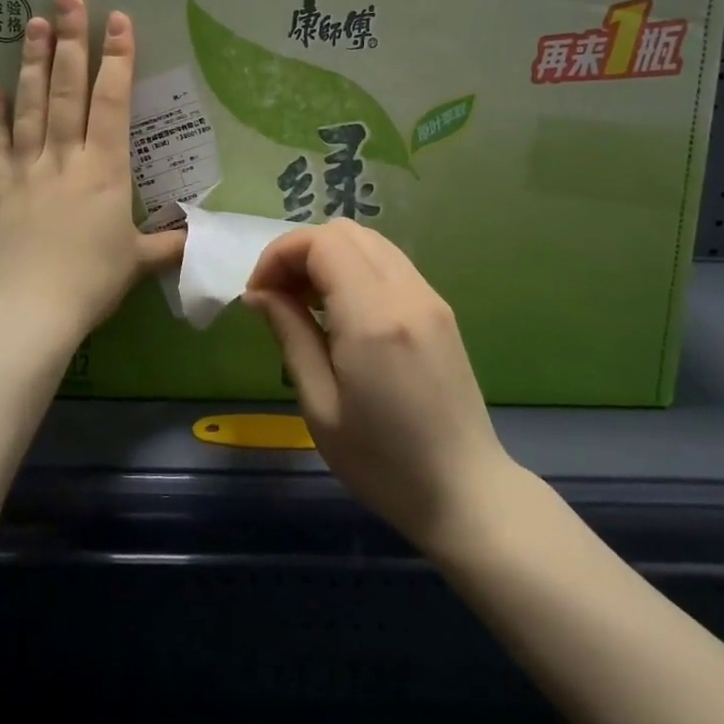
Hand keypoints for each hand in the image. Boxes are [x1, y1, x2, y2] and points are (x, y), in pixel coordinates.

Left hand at [0, 0, 183, 349]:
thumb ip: (169, 243)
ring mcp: (25, 170)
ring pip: (30, 107)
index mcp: (104, 170)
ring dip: (32, 63)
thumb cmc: (91, 283)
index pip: (111, 103)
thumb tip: (200, 235)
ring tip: (32, 24)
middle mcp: (64, 158)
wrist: (30, 312)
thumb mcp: (138, 262)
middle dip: (70, 42)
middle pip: (67, 91)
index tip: (116, 21)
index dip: (116, 59)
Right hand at [244, 219, 516, 553]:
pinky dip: (356, 269)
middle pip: (346, 232)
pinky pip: (390, 264)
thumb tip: (259, 293)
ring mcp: (430, 297)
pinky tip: (342, 313)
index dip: (281, 254)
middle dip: (301, 252)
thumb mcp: (320, 405)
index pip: (322, 242)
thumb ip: (290, 335)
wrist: (465, 491)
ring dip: (329, 258)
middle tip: (279, 297)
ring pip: (370, 242)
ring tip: (306, 304)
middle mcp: (407, 293)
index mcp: (374, 317)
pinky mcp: (440, 309)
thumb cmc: (382, 462)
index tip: (259, 294)